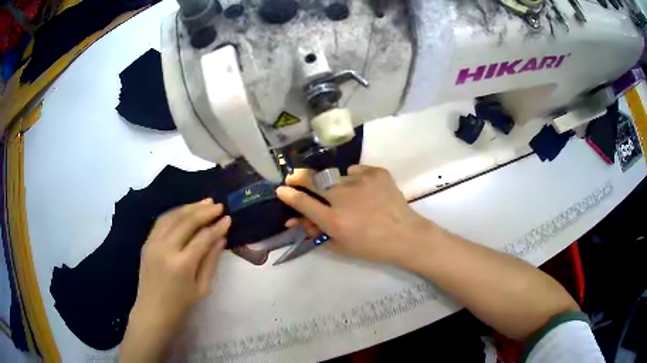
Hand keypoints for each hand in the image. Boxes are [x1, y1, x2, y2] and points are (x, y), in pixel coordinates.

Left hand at [120, 199, 230, 362]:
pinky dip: (175, 212)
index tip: (228, 218)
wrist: (152, 312)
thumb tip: (221, 238)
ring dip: (189, 207)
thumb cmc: (181, 305)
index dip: (217, 227)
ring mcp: (153, 244)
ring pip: (172, 216)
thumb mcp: (202, 287)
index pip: (203, 238)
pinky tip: (185, 210)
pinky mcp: (146, 242)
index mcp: (182, 265)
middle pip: (186, 222)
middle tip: (218, 206)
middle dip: (204, 211)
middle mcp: (166, 249)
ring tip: (204, 202)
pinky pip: (161, 221)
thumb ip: (211, 261)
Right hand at [276, 166, 436, 264]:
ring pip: (337, 176)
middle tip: (293, 176)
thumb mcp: (340, 245)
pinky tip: (365, 190)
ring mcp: (361, 181)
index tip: (281, 189)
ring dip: (336, 184)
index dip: (288, 195)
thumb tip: (296, 219)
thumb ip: (316, 231)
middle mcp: (343, 197)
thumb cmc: (371, 246)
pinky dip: (355, 179)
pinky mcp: (376, 172)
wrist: (405, 235)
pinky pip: (356, 171)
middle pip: (312, 180)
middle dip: (298, 177)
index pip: (302, 202)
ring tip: (350, 196)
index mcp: (334, 220)